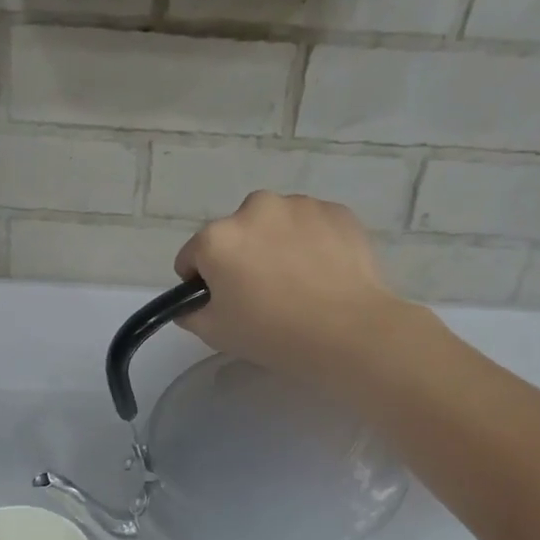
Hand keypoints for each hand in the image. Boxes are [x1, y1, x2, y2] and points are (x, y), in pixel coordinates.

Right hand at [173, 191, 422, 384]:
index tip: (221, 303)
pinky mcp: (336, 211)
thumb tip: (191, 304)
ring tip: (297, 282)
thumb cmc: (273, 333)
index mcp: (217, 238)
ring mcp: (299, 205)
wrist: (348, 331)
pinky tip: (323, 273)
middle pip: (235, 234)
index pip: (192, 257)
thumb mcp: (215, 333)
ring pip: (275, 225)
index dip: (201, 283)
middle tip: (262, 294)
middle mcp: (254, 209)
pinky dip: (311, 242)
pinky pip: (311, 226)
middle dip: (241, 257)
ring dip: (276, 244)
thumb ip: (191, 313)